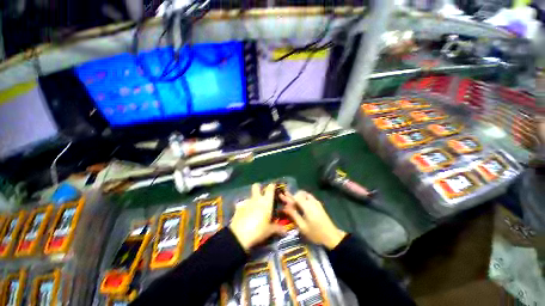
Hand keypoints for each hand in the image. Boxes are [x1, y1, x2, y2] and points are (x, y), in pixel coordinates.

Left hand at [229, 184, 285, 251]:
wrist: (239, 236)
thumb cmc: (258, 231)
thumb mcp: (269, 231)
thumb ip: (278, 228)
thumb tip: (285, 230)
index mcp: (266, 201)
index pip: (270, 187)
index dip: (272, 185)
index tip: (274, 187)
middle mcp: (256, 198)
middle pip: (256, 186)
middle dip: (259, 187)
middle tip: (262, 194)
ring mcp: (246, 202)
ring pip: (250, 196)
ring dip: (252, 200)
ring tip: (254, 209)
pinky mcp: (238, 208)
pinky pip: (242, 204)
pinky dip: (244, 207)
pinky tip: (245, 215)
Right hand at [280, 190, 345, 249]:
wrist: (332, 236)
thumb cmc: (316, 233)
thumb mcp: (303, 227)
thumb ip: (294, 215)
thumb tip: (285, 207)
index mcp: (307, 207)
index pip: (296, 197)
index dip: (288, 196)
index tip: (282, 195)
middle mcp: (312, 201)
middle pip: (300, 193)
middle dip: (292, 195)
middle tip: (287, 200)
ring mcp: (316, 202)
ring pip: (305, 194)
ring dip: (298, 196)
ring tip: (293, 202)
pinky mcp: (319, 204)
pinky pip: (309, 196)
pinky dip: (303, 197)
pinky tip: (301, 203)